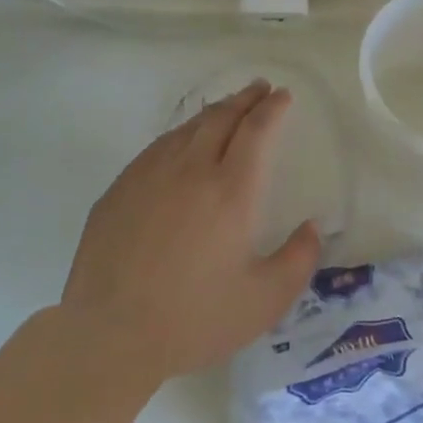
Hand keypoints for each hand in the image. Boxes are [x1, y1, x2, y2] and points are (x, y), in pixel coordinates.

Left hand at [61, 80, 321, 384]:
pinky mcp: (119, 189)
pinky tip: (180, 144)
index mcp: (231, 191)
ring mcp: (149, 175)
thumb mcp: (265, 301)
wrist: (109, 333)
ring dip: (213, 112)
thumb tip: (313, 227)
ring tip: (226, 108)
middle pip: (221, 118)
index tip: (283, 96)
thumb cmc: (194, 318)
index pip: (257, 132)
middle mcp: (191, 170)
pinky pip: (157, 148)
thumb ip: (298, 260)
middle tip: (260, 89)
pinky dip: (179, 135)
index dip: (273, 109)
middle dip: (245, 99)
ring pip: (187, 128)